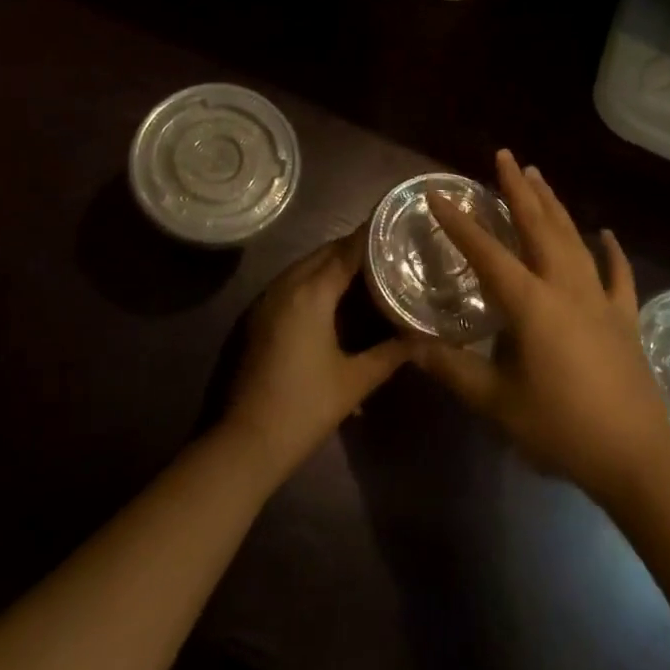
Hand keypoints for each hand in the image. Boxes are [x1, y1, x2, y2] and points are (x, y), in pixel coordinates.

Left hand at [222, 230, 409, 481]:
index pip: (347, 250)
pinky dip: (315, 281)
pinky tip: (336, 300)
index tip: (397, 226)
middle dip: (355, 249)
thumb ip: (391, 353)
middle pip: (325, 253)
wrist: (245, 442)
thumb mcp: (355, 381)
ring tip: (369, 274)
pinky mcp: (258, 315)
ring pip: (306, 266)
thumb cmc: (304, 408)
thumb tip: (424, 336)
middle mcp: (286, 285)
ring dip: (334, 264)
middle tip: (389, 253)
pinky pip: (292, 283)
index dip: (372, 236)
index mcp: (310, 292)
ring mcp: (266, 299)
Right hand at [411, 150, 669, 503]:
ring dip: (553, 204)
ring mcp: (599, 298)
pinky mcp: (624, 317)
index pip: (486, 252)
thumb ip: (454, 371)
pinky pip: (618, 274)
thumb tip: (413, 347)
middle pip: (537, 226)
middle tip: (504, 156)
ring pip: (572, 238)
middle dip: (517, 189)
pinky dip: (612, 251)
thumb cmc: (561, 427)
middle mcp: (564, 287)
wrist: (636, 457)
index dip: (459, 223)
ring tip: (538, 175)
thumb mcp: (497, 403)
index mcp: (530, 303)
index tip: (438, 194)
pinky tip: (606, 233)